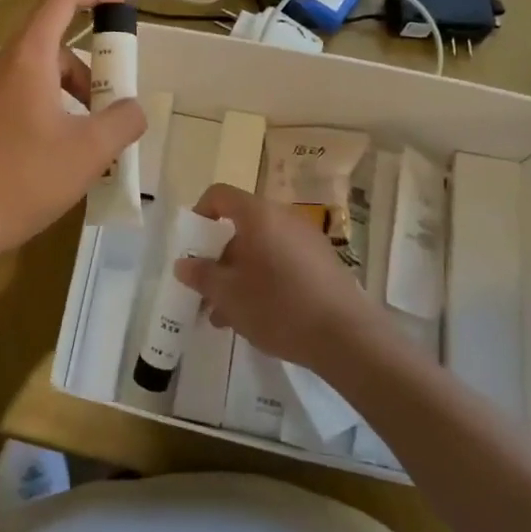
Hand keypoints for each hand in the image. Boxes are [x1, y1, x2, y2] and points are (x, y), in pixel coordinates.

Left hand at [0, 0, 146, 257]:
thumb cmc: (24, 178)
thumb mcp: (89, 151)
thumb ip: (123, 120)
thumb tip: (133, 109)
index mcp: (26, 57)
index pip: (61, 0)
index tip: (121, 6)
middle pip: (52, 47)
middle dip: (87, 73)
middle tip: (106, 114)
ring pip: (33, 74)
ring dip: (65, 95)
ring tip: (80, 143)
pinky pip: (12, 94)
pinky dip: (40, 108)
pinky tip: (47, 153)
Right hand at [174, 183, 379, 372]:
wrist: (346, 336)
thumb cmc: (278, 306)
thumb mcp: (228, 295)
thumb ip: (201, 275)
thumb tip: (184, 263)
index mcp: (258, 214)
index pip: (219, 195)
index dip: (200, 214)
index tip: (192, 246)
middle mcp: (283, 217)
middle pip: (240, 225)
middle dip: (219, 256)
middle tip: (207, 289)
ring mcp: (307, 239)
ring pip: (261, 248)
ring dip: (239, 274)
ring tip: (226, 314)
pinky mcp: (323, 262)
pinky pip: (282, 261)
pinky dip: (264, 279)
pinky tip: (257, 316)